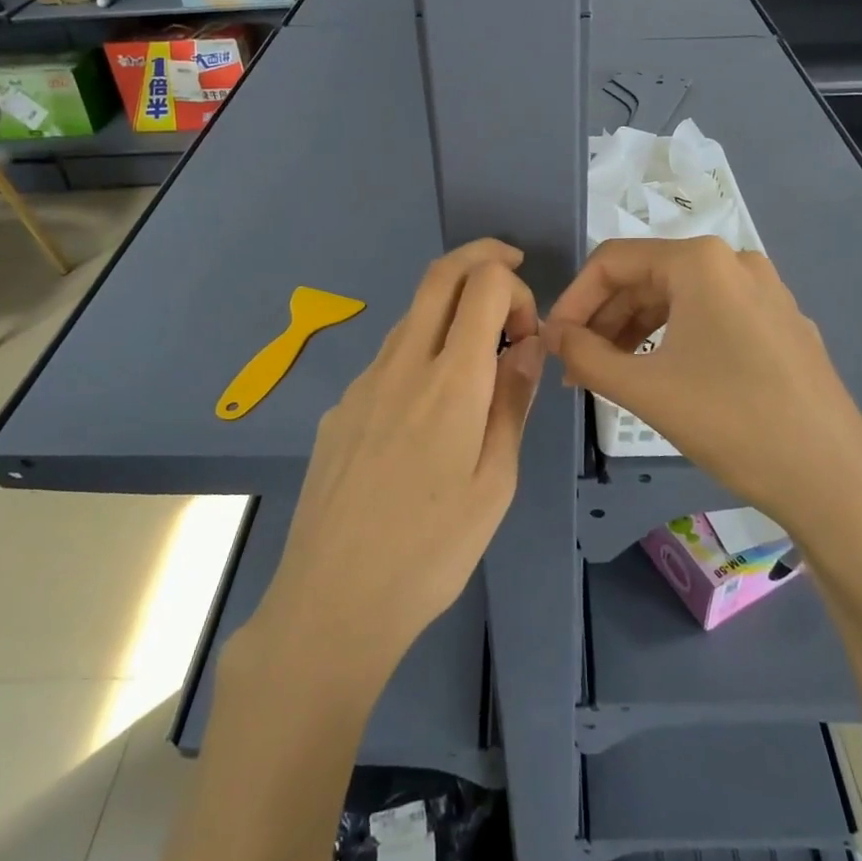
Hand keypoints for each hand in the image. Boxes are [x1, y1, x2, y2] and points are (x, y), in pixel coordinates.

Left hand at [246, 240, 544, 689]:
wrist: (332, 601)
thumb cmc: (431, 551)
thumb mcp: (495, 482)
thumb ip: (512, 402)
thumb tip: (528, 346)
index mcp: (450, 381)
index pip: (483, 285)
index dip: (515, 287)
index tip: (528, 332)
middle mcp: (401, 364)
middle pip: (439, 276)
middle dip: (481, 258)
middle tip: (510, 273)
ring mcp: (362, 383)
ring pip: (411, 316)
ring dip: (450, 313)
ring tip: (477, 362)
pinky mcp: (339, 409)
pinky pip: (387, 360)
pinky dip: (420, 354)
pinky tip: (426, 416)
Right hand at [543, 237, 861, 533]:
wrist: (834, 480)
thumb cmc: (731, 423)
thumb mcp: (645, 389)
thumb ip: (585, 355)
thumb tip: (554, 336)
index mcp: (701, 261)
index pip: (613, 261)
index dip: (573, 299)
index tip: (552, 342)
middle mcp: (735, 262)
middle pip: (647, 277)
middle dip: (604, 319)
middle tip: (575, 367)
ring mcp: (766, 292)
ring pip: (679, 298)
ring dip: (635, 331)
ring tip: (609, 374)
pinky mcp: (782, 324)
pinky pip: (712, 317)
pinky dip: (674, 339)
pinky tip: (660, 375)